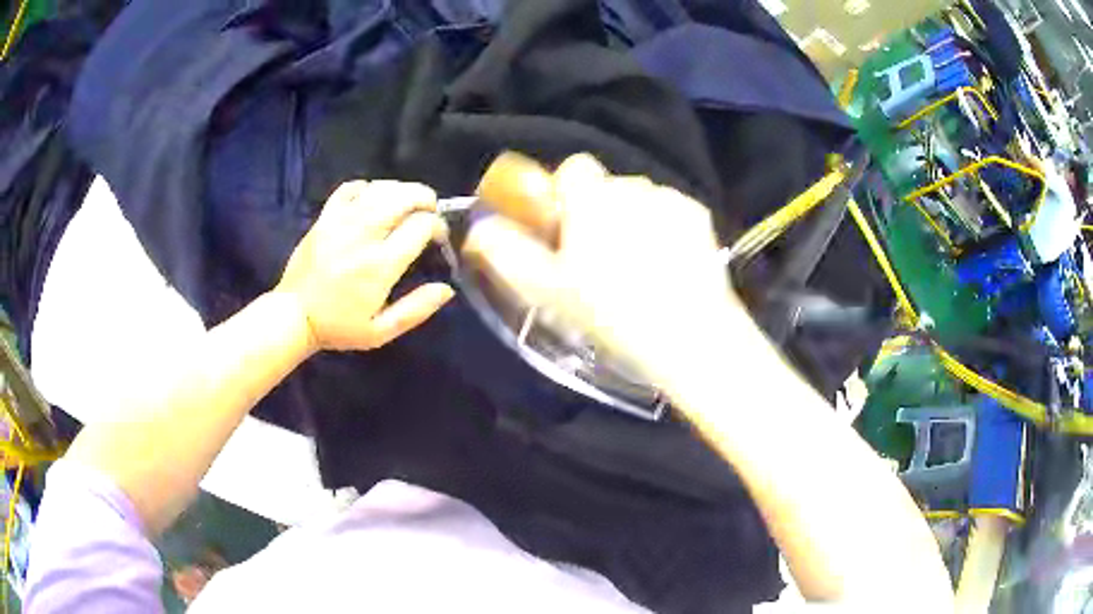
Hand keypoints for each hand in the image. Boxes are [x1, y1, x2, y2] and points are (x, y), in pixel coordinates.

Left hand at [275, 180, 453, 353]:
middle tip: (429, 210)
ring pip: (380, 188)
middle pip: (403, 197)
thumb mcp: (381, 331)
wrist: (293, 315)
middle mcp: (364, 235)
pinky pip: (350, 188)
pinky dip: (368, 187)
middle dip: (425, 198)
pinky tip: (373, 199)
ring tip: (407, 203)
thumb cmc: (339, 326)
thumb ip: (416, 310)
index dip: (437, 226)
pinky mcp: (325, 217)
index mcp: (381, 265)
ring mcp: (341, 222)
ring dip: (401, 190)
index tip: (438, 237)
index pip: (421, 226)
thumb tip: (447, 289)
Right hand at [463, 153, 749, 387]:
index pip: (574, 168)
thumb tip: (479, 228)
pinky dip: (664, 227)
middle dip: (600, 210)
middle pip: (608, 186)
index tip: (567, 229)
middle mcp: (632, 187)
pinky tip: (668, 263)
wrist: (688, 335)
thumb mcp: (547, 290)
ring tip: (638, 264)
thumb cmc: (611, 313)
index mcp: (593, 198)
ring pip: (641, 198)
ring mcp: (670, 200)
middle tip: (600, 256)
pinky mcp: (700, 218)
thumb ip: (507, 252)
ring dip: (633, 218)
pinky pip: (671, 211)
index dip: (566, 194)